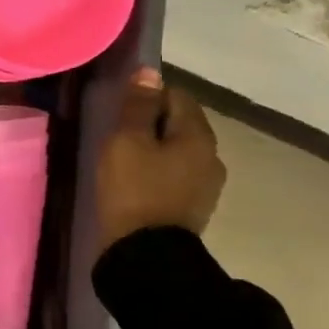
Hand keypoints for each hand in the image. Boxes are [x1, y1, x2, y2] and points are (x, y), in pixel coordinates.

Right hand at [95, 68, 226, 256]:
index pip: (177, 96)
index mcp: (199, 136)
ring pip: (177, 152)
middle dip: (151, 124)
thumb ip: (137, 106)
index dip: (147, 97)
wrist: (146, 256)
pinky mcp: (192, 208)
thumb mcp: (126, 142)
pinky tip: (135, 184)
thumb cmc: (133, 191)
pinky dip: (156, 173)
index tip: (120, 111)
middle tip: (117, 136)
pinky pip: (174, 176)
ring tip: (123, 161)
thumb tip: (149, 72)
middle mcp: (211, 157)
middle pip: (179, 124)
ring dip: (154, 150)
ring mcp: (205, 186)